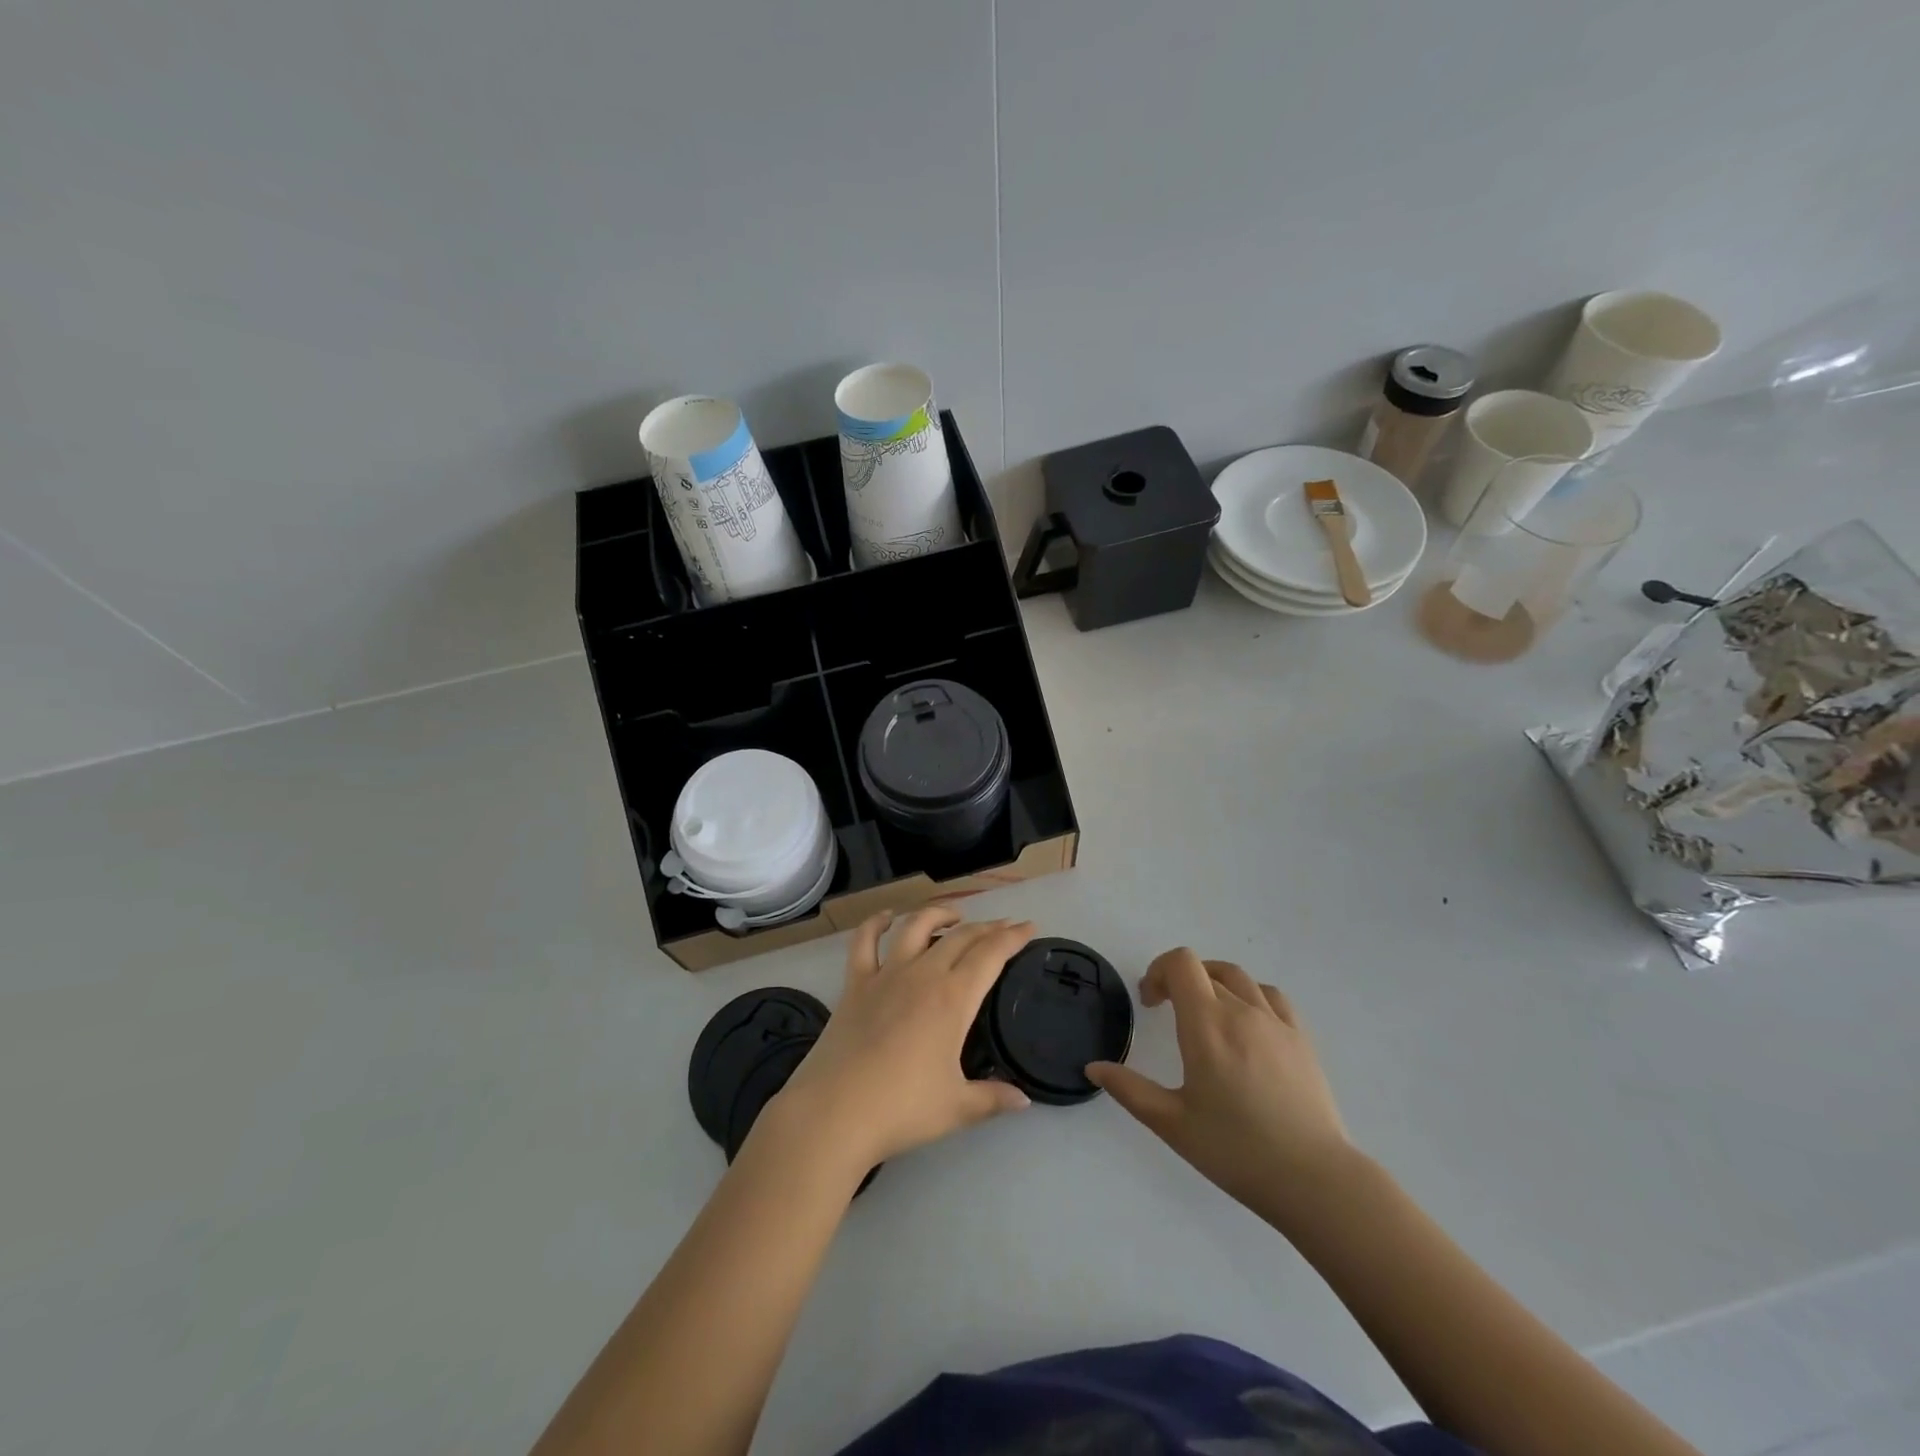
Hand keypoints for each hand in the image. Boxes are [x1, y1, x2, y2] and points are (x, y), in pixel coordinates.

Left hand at [769, 908, 1034, 1171]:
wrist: (835, 1111)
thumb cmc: (902, 1109)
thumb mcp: (957, 1108)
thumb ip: (993, 1098)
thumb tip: (1023, 1099)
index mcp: (953, 999)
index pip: (990, 955)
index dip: (1012, 938)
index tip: (1028, 927)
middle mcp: (923, 975)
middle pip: (960, 937)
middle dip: (986, 927)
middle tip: (1003, 927)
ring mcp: (886, 975)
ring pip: (916, 927)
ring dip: (939, 914)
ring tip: (954, 915)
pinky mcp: (855, 984)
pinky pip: (864, 942)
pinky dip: (875, 923)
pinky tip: (886, 917)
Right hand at [1087, 948, 1352, 1228]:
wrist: (1314, 1180)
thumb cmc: (1235, 1150)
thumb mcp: (1172, 1124)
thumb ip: (1129, 1089)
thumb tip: (1093, 1068)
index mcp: (1207, 1025)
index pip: (1181, 964)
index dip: (1159, 971)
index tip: (1151, 1003)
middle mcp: (1241, 1011)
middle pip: (1206, 969)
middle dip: (1180, 981)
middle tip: (1169, 1012)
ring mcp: (1276, 1022)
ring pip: (1239, 978)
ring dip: (1214, 983)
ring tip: (1206, 1013)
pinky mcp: (1302, 1039)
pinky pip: (1272, 997)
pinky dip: (1250, 996)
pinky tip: (1247, 1025)